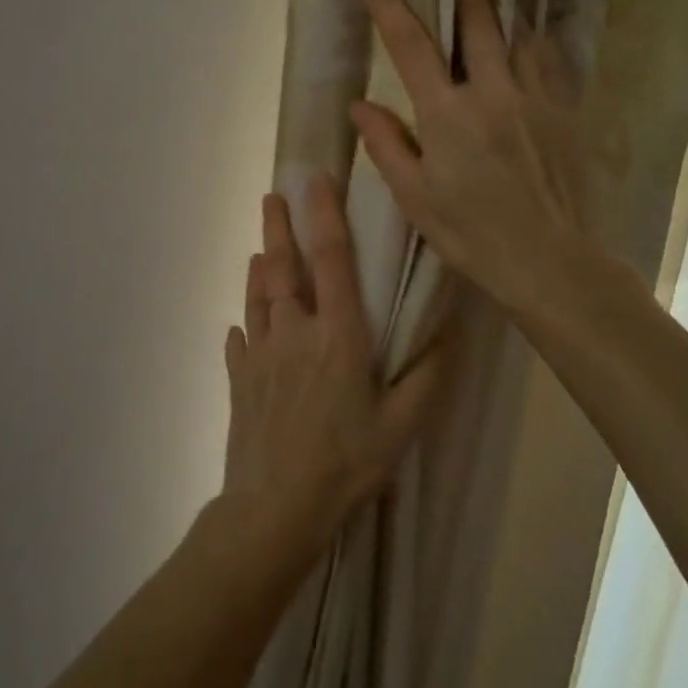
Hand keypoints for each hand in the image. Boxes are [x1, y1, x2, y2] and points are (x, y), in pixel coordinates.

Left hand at [220, 177, 446, 552]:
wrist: (275, 508)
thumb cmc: (346, 463)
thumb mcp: (402, 426)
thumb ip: (427, 376)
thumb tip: (449, 332)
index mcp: (336, 335)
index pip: (329, 259)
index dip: (322, 214)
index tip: (313, 180)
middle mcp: (293, 332)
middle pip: (281, 268)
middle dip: (277, 228)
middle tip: (272, 197)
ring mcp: (259, 354)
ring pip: (256, 297)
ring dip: (258, 268)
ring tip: (258, 248)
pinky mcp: (239, 380)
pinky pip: (239, 341)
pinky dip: (243, 326)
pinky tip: (241, 326)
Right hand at [350, 0, 626, 323]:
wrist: (550, 261)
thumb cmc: (472, 234)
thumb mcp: (415, 197)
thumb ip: (386, 145)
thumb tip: (360, 104)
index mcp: (447, 114)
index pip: (410, 45)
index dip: (389, 5)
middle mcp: (492, 91)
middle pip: (475, 19)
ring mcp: (535, 96)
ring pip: (518, 29)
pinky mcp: (565, 109)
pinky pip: (549, 56)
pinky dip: (534, 33)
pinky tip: (530, 26)